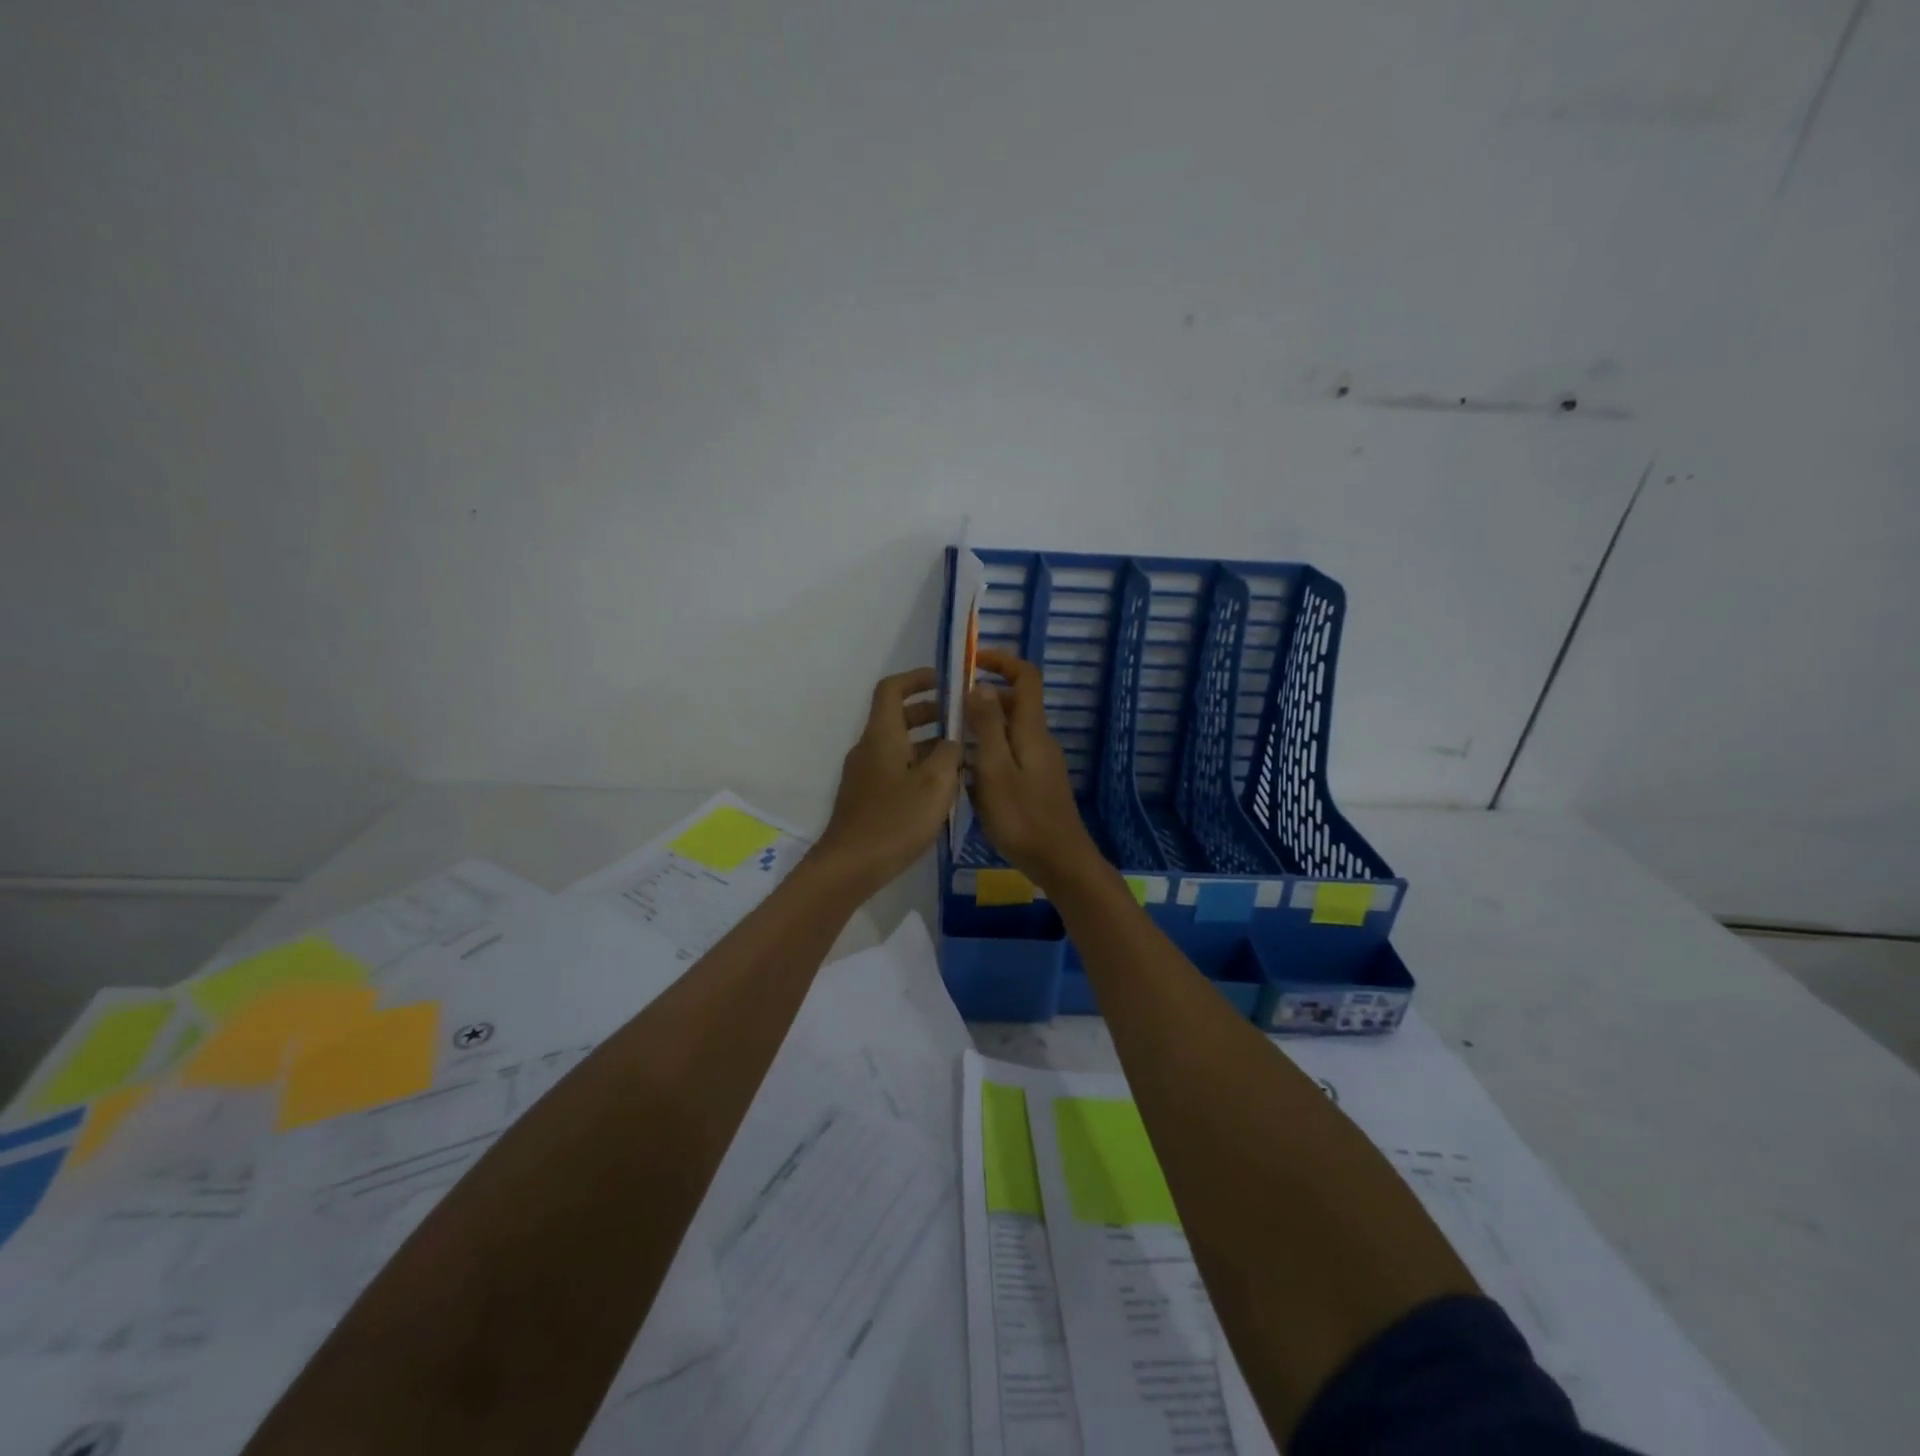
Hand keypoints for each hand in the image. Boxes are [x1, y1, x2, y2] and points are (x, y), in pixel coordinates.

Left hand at [813, 667, 963, 893]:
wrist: (850, 866)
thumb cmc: (895, 821)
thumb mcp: (935, 785)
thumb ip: (950, 754)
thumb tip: (953, 741)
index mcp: (882, 736)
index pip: (892, 689)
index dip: (917, 678)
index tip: (945, 681)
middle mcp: (869, 748)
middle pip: (898, 717)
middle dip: (931, 712)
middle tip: (964, 720)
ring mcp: (865, 774)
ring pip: (899, 745)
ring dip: (929, 743)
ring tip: (963, 755)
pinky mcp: (867, 797)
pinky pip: (895, 768)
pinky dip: (919, 765)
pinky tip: (943, 788)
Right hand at [965, 649, 1104, 888]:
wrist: (1060, 862)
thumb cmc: (1023, 817)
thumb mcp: (995, 770)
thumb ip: (987, 726)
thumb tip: (979, 684)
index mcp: (1032, 730)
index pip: (1026, 677)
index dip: (1001, 661)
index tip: (970, 662)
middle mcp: (1039, 739)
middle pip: (1014, 703)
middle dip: (981, 698)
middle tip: (946, 710)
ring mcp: (1040, 762)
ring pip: (1009, 731)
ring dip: (981, 728)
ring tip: (948, 742)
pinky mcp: (1036, 782)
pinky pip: (1010, 754)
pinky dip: (988, 752)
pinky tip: (966, 775)